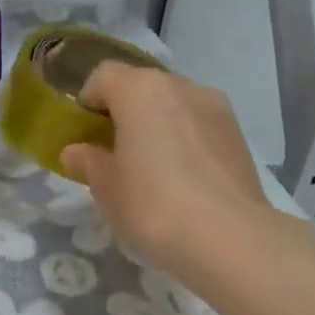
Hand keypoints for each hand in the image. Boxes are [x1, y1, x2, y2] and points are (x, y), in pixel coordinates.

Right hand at [62, 63, 273, 282]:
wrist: (229, 239)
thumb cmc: (152, 206)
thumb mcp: (106, 188)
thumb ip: (88, 162)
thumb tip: (76, 151)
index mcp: (140, 90)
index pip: (103, 76)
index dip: (87, 101)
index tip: (83, 135)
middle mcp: (180, 86)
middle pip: (141, 86)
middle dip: (123, 113)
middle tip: (113, 153)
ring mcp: (216, 108)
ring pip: (173, 105)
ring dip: (156, 125)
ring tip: (150, 168)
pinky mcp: (238, 134)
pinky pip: (198, 125)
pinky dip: (183, 140)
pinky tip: (181, 179)